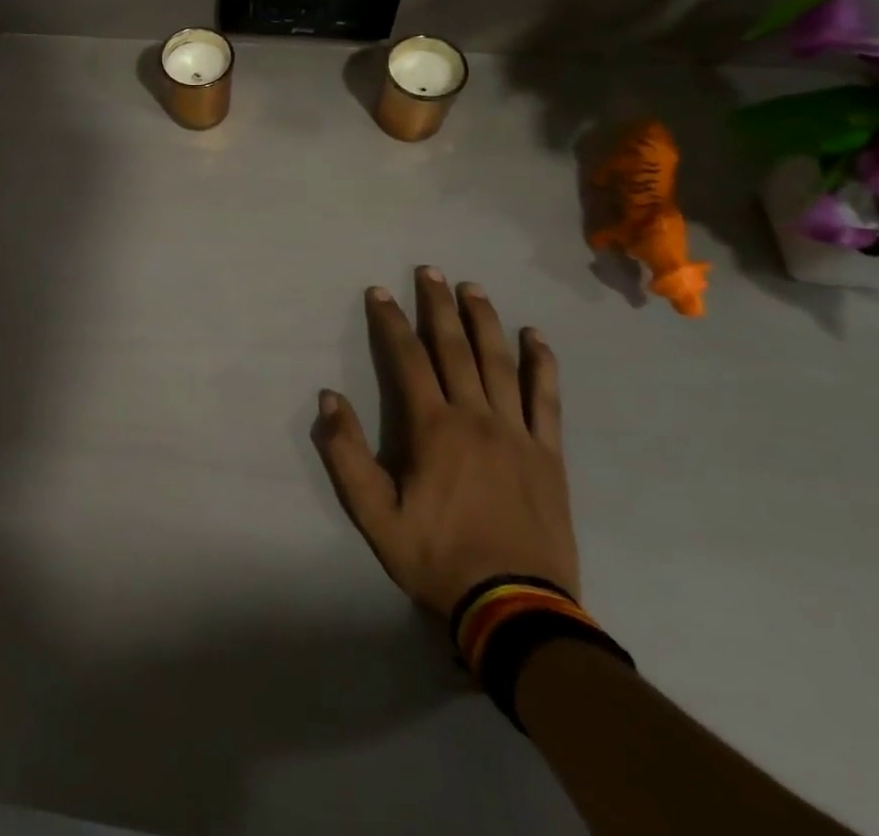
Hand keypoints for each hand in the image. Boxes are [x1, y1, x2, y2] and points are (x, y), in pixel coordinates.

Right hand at [312, 267, 577, 619]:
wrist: (515, 609)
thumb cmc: (437, 557)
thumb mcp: (374, 515)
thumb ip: (347, 454)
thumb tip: (329, 398)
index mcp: (433, 428)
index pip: (408, 359)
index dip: (390, 322)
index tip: (379, 291)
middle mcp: (476, 417)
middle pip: (455, 348)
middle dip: (438, 305)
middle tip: (430, 270)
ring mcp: (517, 433)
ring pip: (500, 362)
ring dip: (485, 320)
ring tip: (473, 288)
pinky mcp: (549, 454)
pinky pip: (546, 399)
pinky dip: (542, 364)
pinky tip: (536, 336)